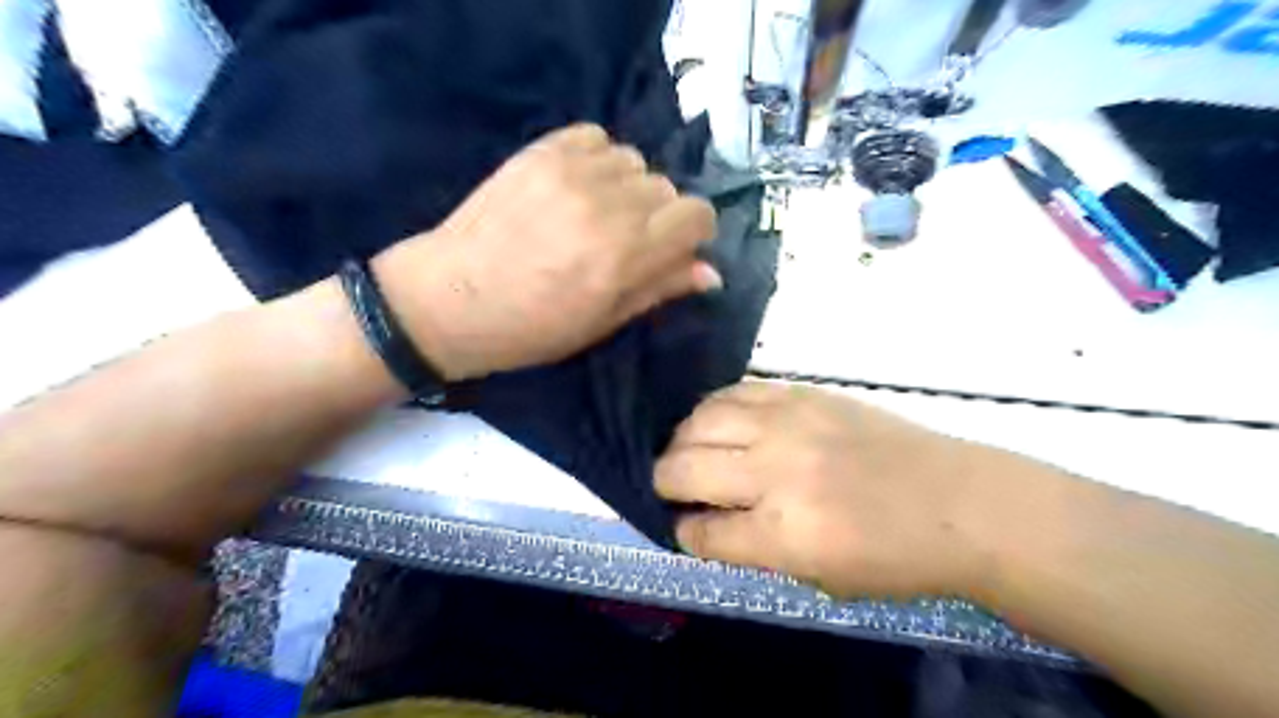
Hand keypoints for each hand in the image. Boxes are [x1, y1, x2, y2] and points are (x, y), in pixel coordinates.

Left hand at [375, 123, 723, 380]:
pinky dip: (598, 159)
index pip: (696, 216)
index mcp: (624, 257)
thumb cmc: (531, 328)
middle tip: (624, 241)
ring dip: (628, 188)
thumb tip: (711, 272)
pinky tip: (577, 186)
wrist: (448, 300)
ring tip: (597, 212)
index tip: (672, 249)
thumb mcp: (603, 323)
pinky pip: (597, 137)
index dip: (692, 233)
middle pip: (667, 189)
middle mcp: (606, 207)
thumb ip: (660, 288)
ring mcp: (570, 173)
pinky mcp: (540, 151)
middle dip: (658, 216)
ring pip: (635, 162)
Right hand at [653, 382, 1042, 598]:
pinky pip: (734, 391)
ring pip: (698, 421)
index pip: (700, 532)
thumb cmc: (893, 557)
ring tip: (689, 452)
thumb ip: (753, 550)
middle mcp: (775, 472)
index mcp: (782, 533)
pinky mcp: (800, 394)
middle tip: (671, 488)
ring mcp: (787, 424)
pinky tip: (715, 422)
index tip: (684, 527)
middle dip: (664, 483)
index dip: (683, 532)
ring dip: (681, 442)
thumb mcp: (818, 577)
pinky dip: (712, 409)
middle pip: (684, 469)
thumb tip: (704, 524)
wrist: (956, 501)